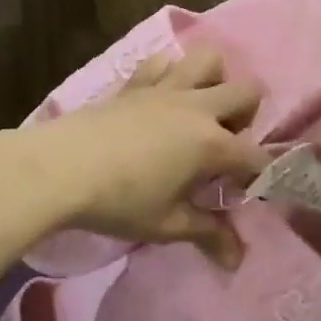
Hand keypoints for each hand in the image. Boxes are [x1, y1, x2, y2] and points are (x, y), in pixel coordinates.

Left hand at [2, 48, 269, 263]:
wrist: (60, 167)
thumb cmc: (118, 201)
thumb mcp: (166, 224)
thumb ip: (207, 234)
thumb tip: (236, 260)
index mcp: (211, 143)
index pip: (255, 156)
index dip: (261, 175)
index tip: (250, 191)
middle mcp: (196, 108)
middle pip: (246, 92)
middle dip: (248, 117)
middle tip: (226, 146)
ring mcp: (165, 88)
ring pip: (209, 61)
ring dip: (215, 81)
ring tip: (200, 111)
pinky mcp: (135, 83)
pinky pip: (163, 61)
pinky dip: (170, 72)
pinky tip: (161, 96)